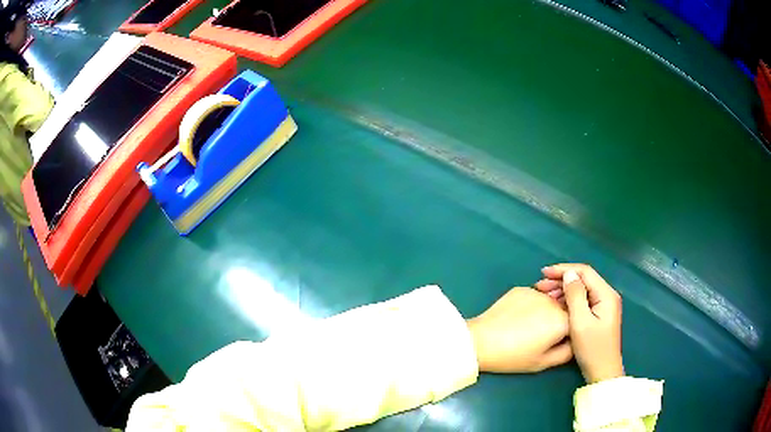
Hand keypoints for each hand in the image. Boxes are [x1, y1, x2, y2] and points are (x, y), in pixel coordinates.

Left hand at [466, 287, 571, 372]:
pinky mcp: (521, 288)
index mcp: (563, 320)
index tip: (560, 340)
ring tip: (531, 326)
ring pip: (551, 300)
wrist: (480, 341)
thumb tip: (577, 341)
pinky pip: (535, 296)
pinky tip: (519, 317)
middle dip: (561, 318)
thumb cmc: (514, 356)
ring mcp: (536, 292)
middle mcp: (553, 301)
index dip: (571, 330)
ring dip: (548, 310)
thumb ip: (568, 351)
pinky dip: (532, 305)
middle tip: (544, 334)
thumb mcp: (544, 362)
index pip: (578, 320)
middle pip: (565, 307)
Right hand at [536, 264, 623, 382]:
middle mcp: (607, 295)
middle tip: (540, 285)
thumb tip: (569, 274)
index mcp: (606, 294)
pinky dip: (569, 299)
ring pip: (582, 289)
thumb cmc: (592, 348)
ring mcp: (604, 305)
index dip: (564, 270)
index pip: (585, 272)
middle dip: (562, 279)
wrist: (602, 372)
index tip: (544, 273)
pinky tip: (556, 303)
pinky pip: (583, 299)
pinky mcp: (599, 314)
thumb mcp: (580, 322)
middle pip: (583, 279)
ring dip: (564, 289)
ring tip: (544, 294)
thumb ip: (575, 295)